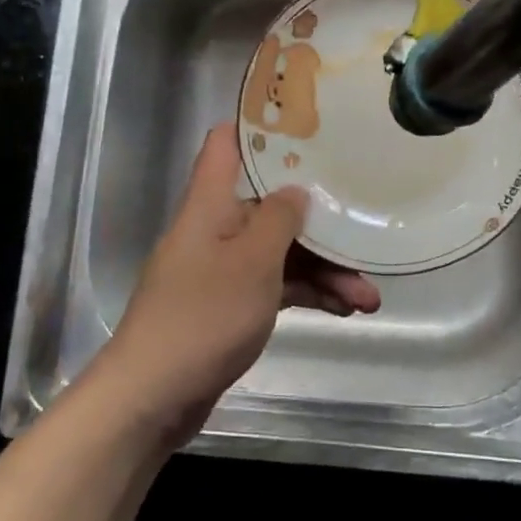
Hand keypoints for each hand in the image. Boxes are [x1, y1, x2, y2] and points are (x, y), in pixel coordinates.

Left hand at [95, 125, 380, 444]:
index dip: (260, 126)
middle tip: (365, 234)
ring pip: (280, 252)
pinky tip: (344, 311)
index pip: (226, 143)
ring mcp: (222, 269)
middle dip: (320, 222)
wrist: (152, 398)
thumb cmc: (203, 316)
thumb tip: (296, 190)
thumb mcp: (253, 261)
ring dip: (324, 270)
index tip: (306, 122)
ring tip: (368, 298)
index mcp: (211, 203)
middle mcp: (216, 228)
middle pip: (271, 206)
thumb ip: (280, 218)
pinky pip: (275, 286)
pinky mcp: (229, 306)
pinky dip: (307, 295)